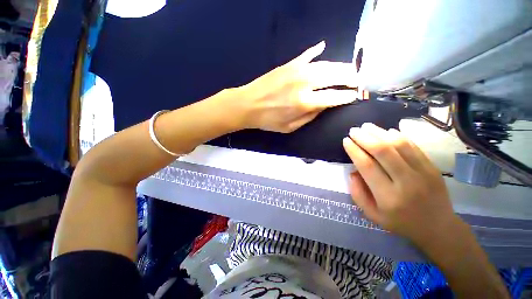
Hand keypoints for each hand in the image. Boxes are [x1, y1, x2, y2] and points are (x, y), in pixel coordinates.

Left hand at [237, 41, 357, 132]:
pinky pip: (306, 55)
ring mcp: (296, 71)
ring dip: (339, 66)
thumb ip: (310, 117)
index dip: (347, 96)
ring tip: (349, 69)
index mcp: (305, 103)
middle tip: (358, 79)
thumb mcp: (290, 127)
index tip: (356, 95)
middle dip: (350, 77)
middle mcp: (304, 84)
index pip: (334, 96)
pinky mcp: (288, 64)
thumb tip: (324, 106)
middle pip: (334, 76)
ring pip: (325, 64)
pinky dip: (316, 51)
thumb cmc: (268, 120)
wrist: (247, 105)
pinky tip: (323, 47)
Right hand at [342, 123, 460, 244]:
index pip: (367, 166)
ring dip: (380, 133)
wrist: (438, 228)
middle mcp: (406, 182)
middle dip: (365, 138)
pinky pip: (413, 147)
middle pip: (383, 152)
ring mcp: (423, 173)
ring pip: (398, 145)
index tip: (346, 141)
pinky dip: (399, 136)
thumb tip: (352, 172)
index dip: (354, 151)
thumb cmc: (400, 222)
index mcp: (388, 197)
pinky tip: (387, 131)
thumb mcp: (372, 215)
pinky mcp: (432, 167)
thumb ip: (358, 193)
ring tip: (367, 126)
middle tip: (354, 130)